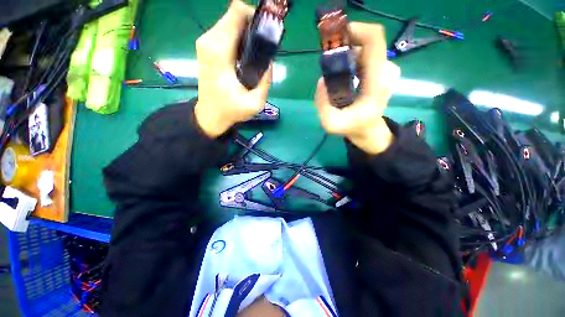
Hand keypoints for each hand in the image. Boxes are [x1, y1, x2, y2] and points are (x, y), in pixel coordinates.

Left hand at [194, 0, 272, 137]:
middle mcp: (209, 41)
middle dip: (253, 26)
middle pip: (235, 15)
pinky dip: (239, 37)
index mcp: (220, 51)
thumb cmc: (231, 110)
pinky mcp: (206, 47)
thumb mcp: (254, 103)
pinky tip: (246, 55)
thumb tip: (270, 61)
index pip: (237, 13)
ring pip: (230, 22)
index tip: (266, 33)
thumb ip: (265, 81)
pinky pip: (226, 31)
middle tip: (264, 46)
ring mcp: (206, 43)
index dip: (255, 17)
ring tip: (256, 52)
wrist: (210, 114)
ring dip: (246, 32)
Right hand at [314, 22, 400, 154]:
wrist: (368, 129)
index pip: (374, 40)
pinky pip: (366, 55)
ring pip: (365, 48)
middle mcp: (385, 70)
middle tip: (329, 60)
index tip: (336, 37)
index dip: (356, 30)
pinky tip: (344, 73)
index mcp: (376, 83)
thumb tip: (322, 80)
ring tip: (335, 72)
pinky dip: (352, 58)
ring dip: (347, 54)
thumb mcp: (331, 123)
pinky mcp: (382, 70)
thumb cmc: (352, 127)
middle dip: (346, 45)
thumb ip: (323, 105)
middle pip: (367, 41)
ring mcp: (386, 69)